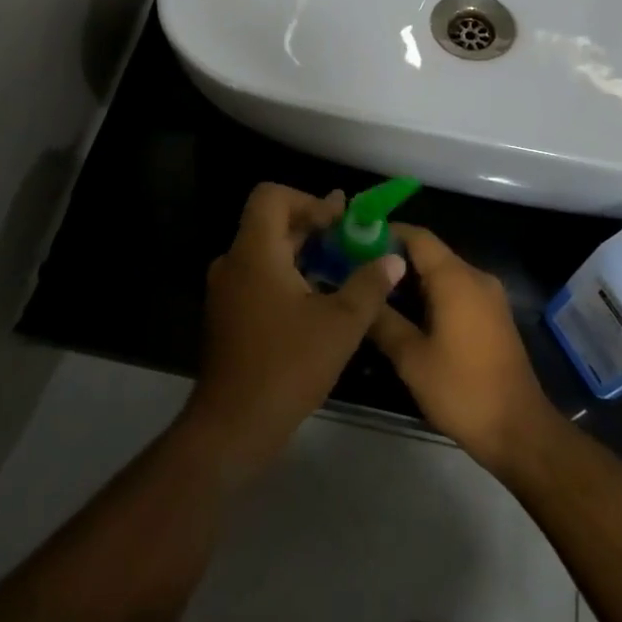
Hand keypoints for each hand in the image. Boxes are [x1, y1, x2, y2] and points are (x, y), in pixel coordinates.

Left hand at [184, 183, 404, 484]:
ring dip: (304, 253)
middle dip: (314, 226)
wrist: (234, 425)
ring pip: (267, 252)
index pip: (272, 196)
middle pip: (271, 223)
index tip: (340, 223)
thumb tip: (393, 258)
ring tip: (343, 267)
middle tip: (352, 238)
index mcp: (255, 252)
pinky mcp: (229, 314)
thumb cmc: (288, 366)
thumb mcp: (340, 324)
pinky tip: (320, 299)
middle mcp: (234, 262)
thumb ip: (369, 285)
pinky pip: (260, 277)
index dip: (309, 200)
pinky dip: (289, 275)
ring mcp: (227, 290)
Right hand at [367, 226, 558, 470]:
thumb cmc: (461, 390)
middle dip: (393, 258)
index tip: (353, 241)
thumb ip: (382, 319)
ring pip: (442, 273)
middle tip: (355, 271)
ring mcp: (488, 297)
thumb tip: (358, 293)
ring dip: (410, 280)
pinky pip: (455, 291)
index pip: (417, 237)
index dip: (385, 233)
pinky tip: (404, 314)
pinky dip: (429, 294)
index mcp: (456, 278)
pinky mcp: (492, 316)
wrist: (518, 430)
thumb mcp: (411, 357)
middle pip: (429, 253)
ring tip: (373, 293)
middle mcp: (476, 277)